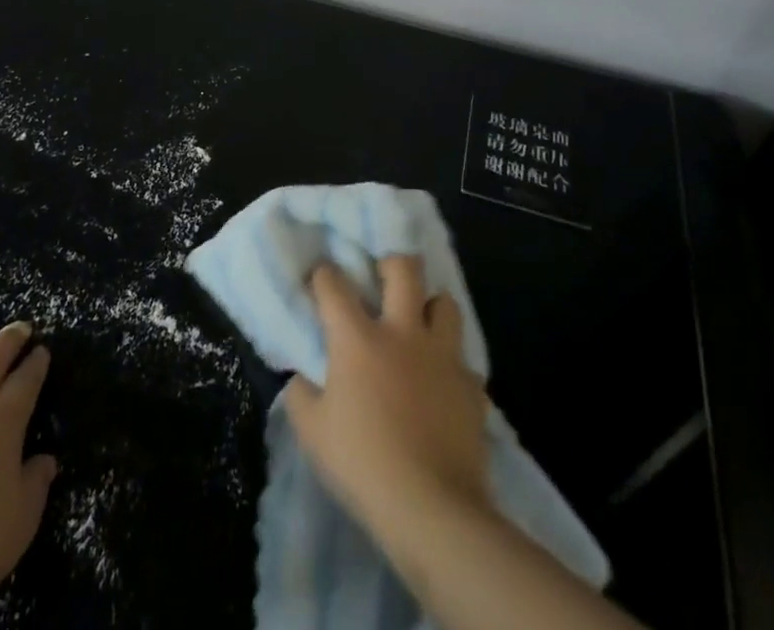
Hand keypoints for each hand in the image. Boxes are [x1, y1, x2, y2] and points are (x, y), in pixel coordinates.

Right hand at [283, 257, 490, 535]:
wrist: (432, 509)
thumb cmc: (363, 465)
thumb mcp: (313, 433)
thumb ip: (301, 395)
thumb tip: (302, 376)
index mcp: (358, 339)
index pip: (334, 285)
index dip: (324, 274)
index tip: (321, 276)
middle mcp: (403, 333)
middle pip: (404, 269)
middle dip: (392, 264)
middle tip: (383, 280)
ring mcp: (442, 356)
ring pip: (446, 303)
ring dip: (431, 307)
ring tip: (421, 325)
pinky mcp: (471, 386)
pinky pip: (464, 360)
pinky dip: (452, 364)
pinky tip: (443, 383)